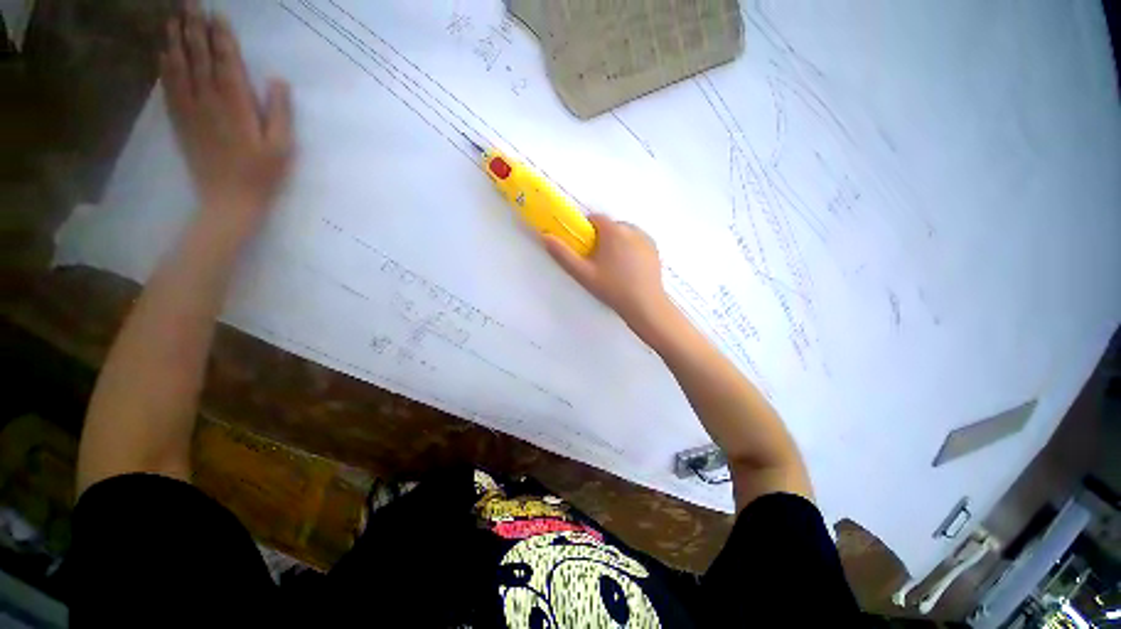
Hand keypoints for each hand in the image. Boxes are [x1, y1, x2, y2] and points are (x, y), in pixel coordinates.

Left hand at [160, 1, 293, 232]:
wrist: (229, 200)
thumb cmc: (262, 174)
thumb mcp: (282, 147)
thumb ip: (280, 113)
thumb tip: (277, 80)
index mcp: (237, 105)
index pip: (226, 61)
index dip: (221, 35)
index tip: (216, 12)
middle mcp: (209, 100)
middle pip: (198, 57)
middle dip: (193, 27)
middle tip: (189, 2)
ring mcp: (191, 110)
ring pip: (179, 67)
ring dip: (175, 40)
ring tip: (172, 18)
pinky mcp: (181, 122)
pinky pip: (169, 88)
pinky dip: (164, 67)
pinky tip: (162, 52)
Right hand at [543, 214, 675, 342]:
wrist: (645, 305)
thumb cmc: (612, 288)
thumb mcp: (583, 274)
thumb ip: (563, 254)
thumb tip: (545, 236)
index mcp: (614, 231)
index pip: (596, 218)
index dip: (587, 230)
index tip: (584, 247)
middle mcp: (632, 229)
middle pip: (611, 227)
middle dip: (602, 239)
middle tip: (598, 262)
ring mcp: (646, 239)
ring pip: (625, 234)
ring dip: (617, 243)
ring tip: (614, 268)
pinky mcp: (655, 250)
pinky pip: (637, 242)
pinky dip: (630, 249)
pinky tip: (629, 270)